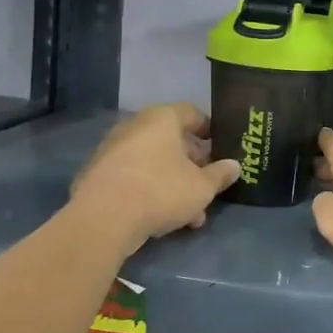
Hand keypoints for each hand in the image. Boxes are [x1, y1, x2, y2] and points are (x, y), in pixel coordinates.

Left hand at [69, 103, 240, 251]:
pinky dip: (149, 191)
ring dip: (173, 183)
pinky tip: (162, 218)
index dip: (210, 130)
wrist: (103, 219)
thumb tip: (234, 165)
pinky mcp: (98, 175)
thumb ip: (220, 174)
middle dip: (192, 164)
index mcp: (162, 119)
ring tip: (190, 213)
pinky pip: (133, 177)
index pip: (192, 113)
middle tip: (207, 185)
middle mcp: (135, 126)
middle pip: (172, 140)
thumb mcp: (202, 187)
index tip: (221, 149)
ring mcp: (113, 150)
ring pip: (153, 163)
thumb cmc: (161, 191)